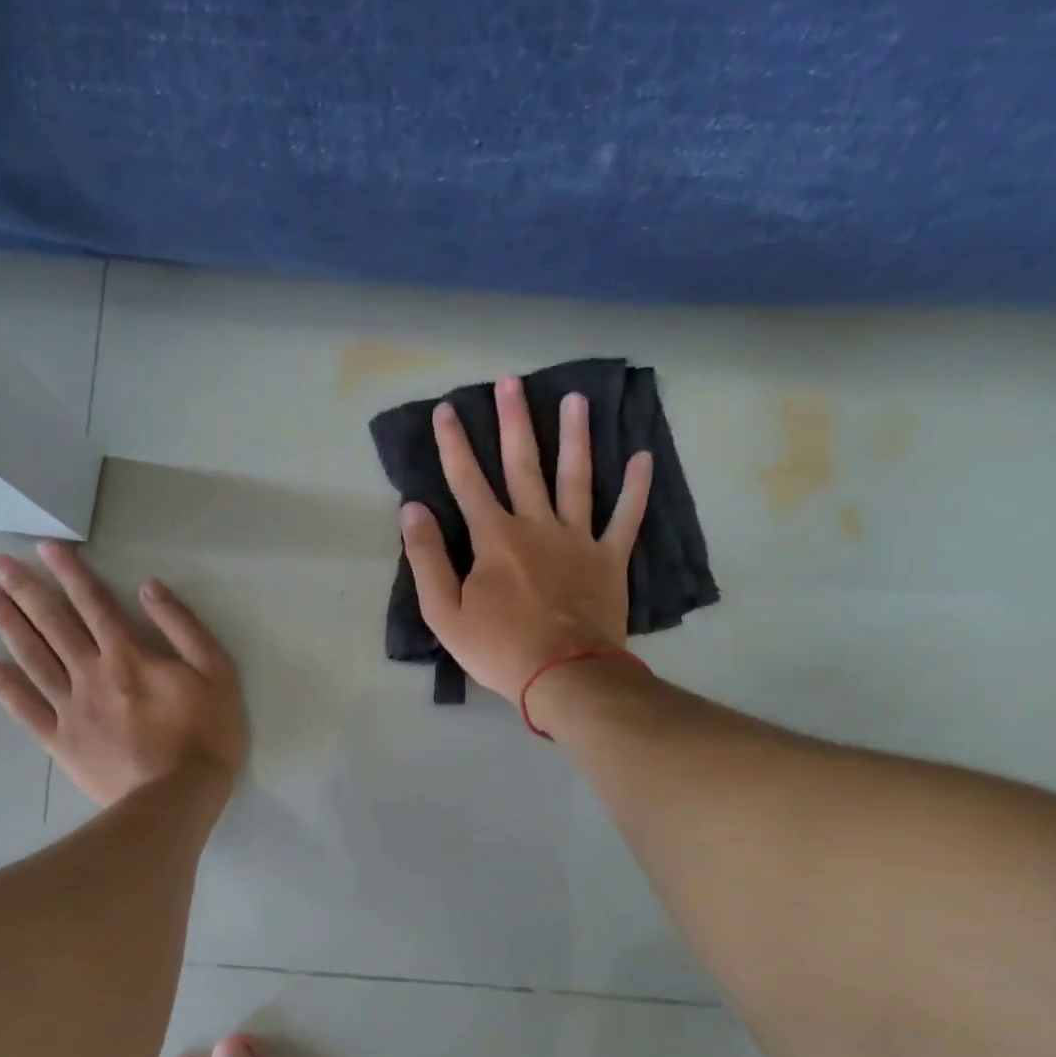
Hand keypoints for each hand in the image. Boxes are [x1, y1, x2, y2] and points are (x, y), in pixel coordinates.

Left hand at [0, 543, 245, 805]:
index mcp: (128, 655)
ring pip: (34, 658)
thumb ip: (183, 626)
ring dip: (10, 625)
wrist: (177, 798)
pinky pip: (26, 709)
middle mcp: (91, 673)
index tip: (45, 548)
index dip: (70, 572)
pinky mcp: (61, 742)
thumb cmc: (205, 732)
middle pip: (54, 624)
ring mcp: (71, 708)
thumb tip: (148, 588)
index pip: (94, 603)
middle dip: (26, 589)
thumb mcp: (216, 671)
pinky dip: (4, 686)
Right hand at [401, 375, 651, 701]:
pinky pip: (626, 517)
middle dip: (514, 421)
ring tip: (576, 398)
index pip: (467, 480)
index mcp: (494, 537)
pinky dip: (636, 488)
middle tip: (511, 381)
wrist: (564, 675)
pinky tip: (643, 457)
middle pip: (523, 464)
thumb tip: (413, 509)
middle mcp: (536, 525)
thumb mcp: (443, 612)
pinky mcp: (609, 559)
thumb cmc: (498, 648)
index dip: (453, 444)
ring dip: (574, 437)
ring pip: (576, 477)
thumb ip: (426, 558)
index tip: (445, 409)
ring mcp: (578, 539)